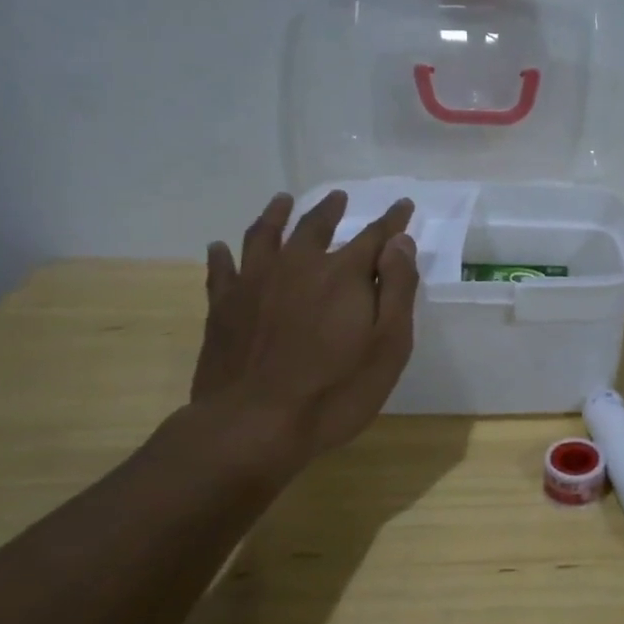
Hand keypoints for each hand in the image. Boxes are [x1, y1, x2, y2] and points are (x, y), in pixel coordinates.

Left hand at [190, 190, 419, 467]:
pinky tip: (220, 247)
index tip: (403, 205)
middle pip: (315, 226)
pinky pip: (221, 270)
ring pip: (265, 235)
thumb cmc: (335, 390)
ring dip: (276, 215)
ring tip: (282, 201)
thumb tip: (399, 242)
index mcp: (343, 274)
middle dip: (331, 210)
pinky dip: (222, 255)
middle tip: (339, 197)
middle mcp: (298, 266)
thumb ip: (396, 288)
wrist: (253, 426)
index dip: (392, 221)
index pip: (375, 237)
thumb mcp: (388, 344)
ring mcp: (254, 284)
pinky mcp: (223, 307)